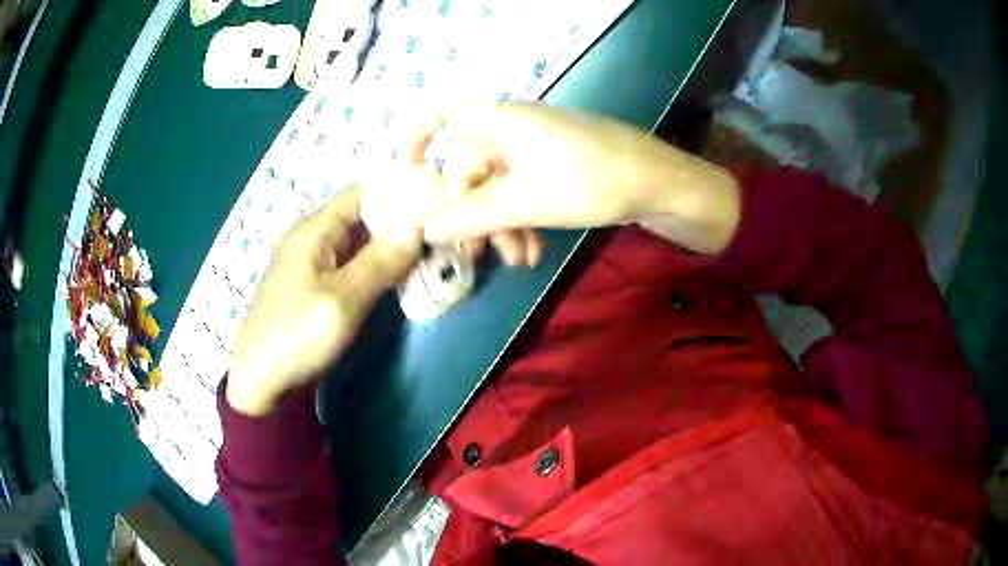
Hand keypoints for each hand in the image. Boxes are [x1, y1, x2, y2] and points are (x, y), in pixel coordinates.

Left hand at [226, 185, 420, 415]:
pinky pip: (353, 264)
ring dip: (392, 245)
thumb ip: (380, 262)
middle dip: (401, 220)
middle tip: (442, 230)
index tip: (436, 199)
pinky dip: (378, 265)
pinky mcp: (317, 285)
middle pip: (363, 215)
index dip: (399, 190)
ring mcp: (314, 262)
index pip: (362, 192)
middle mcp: (314, 237)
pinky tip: (403, 274)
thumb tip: (417, 225)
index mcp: (315, 230)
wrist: (260, 380)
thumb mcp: (342, 300)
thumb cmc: (296, 336)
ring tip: (432, 249)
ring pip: (361, 241)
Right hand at [418, 103, 740, 254]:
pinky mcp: (558, 165)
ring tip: (520, 259)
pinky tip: (534, 249)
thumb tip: (425, 226)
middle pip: (472, 167)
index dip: (417, 137)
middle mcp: (515, 127)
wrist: (660, 183)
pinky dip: (523, 218)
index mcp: (501, 121)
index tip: (407, 173)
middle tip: (480, 253)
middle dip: (475, 213)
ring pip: (499, 185)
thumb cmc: (589, 180)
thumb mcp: (525, 202)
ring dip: (502, 224)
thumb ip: (471, 215)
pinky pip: (524, 189)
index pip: (443, 114)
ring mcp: (539, 147)